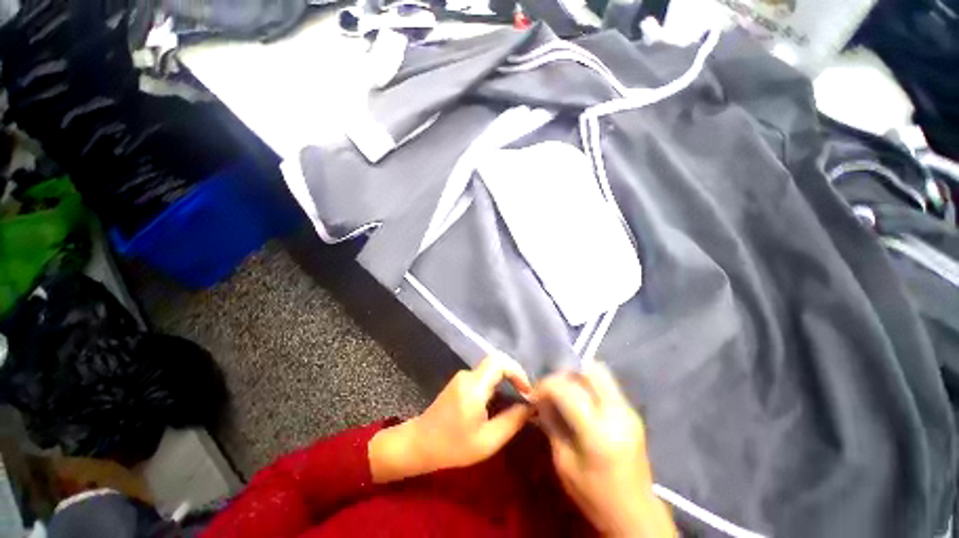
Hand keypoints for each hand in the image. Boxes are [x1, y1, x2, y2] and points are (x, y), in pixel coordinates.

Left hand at [369, 354, 532, 482]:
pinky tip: (500, 401)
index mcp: (474, 387)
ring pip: (491, 368)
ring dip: (506, 380)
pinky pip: (484, 375)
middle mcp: (468, 375)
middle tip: (525, 395)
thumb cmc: (452, 447)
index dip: (517, 371)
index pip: (499, 361)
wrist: (419, 444)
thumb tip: (531, 407)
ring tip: (516, 400)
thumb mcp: (488, 441)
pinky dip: (497, 383)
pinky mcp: (460, 381)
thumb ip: (512, 421)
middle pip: (497, 362)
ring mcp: (462, 376)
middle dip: (515, 375)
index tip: (527, 391)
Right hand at [534, 363, 675, 537]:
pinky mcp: (633, 412)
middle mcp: (617, 414)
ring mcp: (628, 411)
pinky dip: (589, 385)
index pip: (566, 389)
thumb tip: (539, 399)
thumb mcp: (564, 462)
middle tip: (553, 388)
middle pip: (589, 371)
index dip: (546, 385)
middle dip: (566, 374)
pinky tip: (580, 402)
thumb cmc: (594, 495)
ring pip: (600, 373)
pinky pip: (607, 386)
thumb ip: (552, 424)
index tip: (535, 393)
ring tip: (565, 393)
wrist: (636, 514)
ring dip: (578, 377)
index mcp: (597, 432)